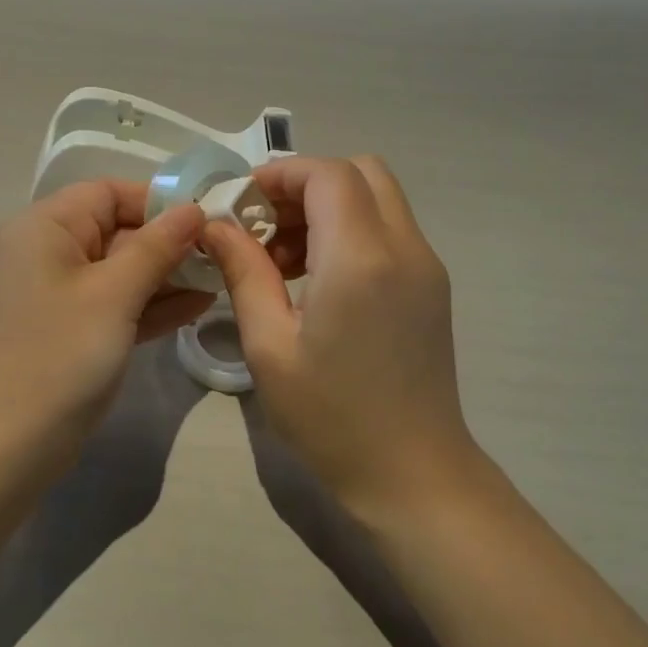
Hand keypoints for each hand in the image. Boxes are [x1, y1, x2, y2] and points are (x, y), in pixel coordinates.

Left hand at [0, 180, 212, 457]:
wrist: (9, 444)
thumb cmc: (60, 354)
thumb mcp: (114, 294)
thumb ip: (156, 247)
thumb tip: (193, 208)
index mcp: (45, 227)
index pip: (107, 193)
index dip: (157, 202)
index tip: (206, 219)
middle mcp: (48, 252)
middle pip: (116, 230)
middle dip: (168, 243)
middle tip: (222, 255)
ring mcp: (59, 294)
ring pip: (120, 270)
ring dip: (166, 275)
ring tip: (220, 279)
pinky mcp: (71, 329)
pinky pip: (115, 303)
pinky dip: (150, 304)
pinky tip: (197, 306)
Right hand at [203, 156, 486, 520]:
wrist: (413, 475)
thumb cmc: (331, 417)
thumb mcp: (269, 346)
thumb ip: (244, 273)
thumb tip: (216, 225)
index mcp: (360, 258)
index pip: (327, 174)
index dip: (279, 175)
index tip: (239, 204)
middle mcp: (404, 247)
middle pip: (361, 172)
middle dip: (305, 185)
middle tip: (263, 227)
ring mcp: (426, 266)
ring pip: (377, 198)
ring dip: (327, 207)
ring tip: (282, 260)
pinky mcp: (431, 287)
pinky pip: (389, 230)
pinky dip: (350, 230)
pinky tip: (316, 280)